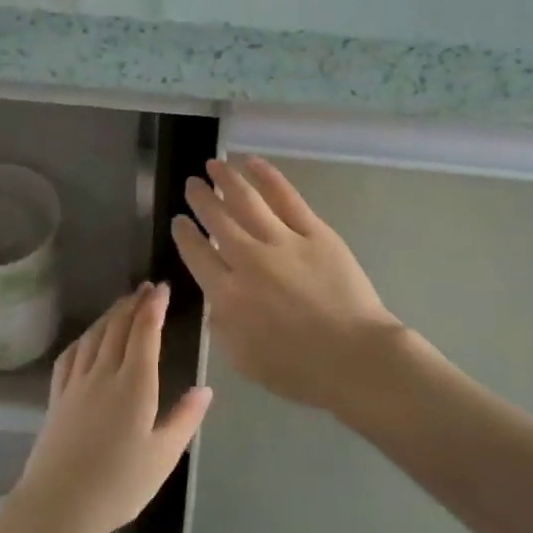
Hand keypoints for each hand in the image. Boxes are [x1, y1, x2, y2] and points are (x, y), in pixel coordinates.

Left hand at [11, 284, 211, 532]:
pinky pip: (71, 355)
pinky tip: (87, 337)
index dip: (154, 307)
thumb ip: (185, 419)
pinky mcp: (57, 397)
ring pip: (94, 336)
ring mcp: (76, 384)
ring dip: (110, 314)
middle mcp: (104, 374)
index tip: (163, 288)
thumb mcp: (163, 457)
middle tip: (147, 287)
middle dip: (134, 303)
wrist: (57, 504)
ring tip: (123, 303)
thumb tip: (205, 389)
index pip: (145, 333)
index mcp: (134, 384)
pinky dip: (84, 337)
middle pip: (118, 327)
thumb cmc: (118, 485)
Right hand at [172, 157, 402, 413]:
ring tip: (214, 164)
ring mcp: (283, 241)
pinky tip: (253, 163)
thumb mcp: (242, 359)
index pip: (197, 254)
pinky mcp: (315, 232)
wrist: (354, 357)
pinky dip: (267, 177)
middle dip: (201, 198)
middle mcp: (248, 260)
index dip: (184, 234)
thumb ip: (221, 325)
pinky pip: (286, 197)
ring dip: (227, 179)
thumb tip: (217, 298)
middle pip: (217, 220)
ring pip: (247, 200)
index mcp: (228, 294)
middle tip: (192, 183)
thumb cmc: (298, 369)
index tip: (178, 220)